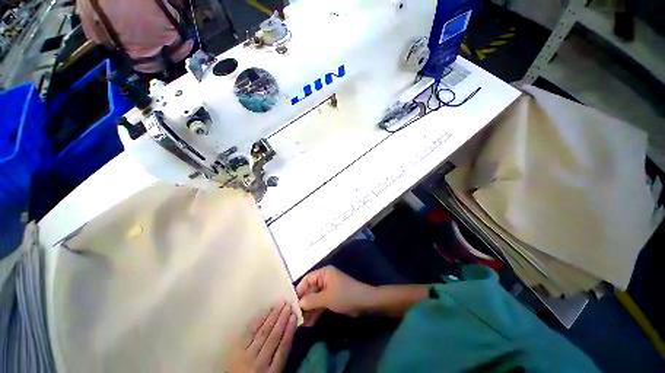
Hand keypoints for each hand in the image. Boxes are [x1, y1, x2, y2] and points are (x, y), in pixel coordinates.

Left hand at [226, 302, 296, 372]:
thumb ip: (279, 358)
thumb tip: (288, 334)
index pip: (283, 348)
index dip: (290, 330)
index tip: (294, 315)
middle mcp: (260, 363)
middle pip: (273, 337)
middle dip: (282, 319)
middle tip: (288, 304)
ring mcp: (247, 356)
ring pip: (263, 333)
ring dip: (273, 316)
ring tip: (280, 304)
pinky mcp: (236, 351)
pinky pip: (249, 333)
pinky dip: (258, 321)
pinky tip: (265, 312)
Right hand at [296, 266, 375, 325]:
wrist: (364, 302)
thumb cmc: (344, 295)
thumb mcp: (326, 298)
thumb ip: (311, 300)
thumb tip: (298, 303)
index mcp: (323, 273)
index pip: (307, 279)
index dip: (299, 290)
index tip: (291, 303)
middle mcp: (325, 279)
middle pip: (310, 289)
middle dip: (304, 302)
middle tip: (295, 316)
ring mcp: (328, 289)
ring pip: (315, 298)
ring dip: (309, 309)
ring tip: (301, 323)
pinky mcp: (332, 297)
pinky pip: (321, 303)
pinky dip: (316, 311)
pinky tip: (309, 323)